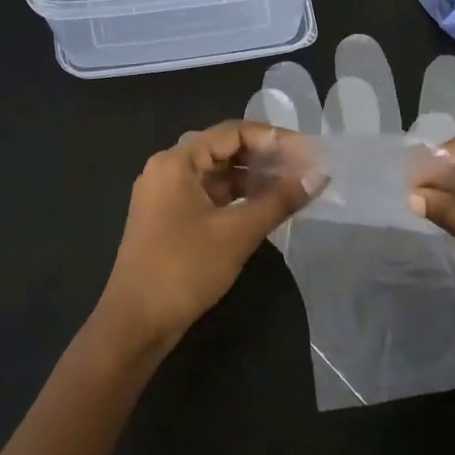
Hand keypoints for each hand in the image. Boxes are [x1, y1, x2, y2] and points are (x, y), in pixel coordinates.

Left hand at [95, 121, 320, 356]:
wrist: (136, 322)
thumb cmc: (184, 269)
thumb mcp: (237, 233)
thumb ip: (279, 200)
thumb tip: (319, 176)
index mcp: (176, 162)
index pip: (232, 132)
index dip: (274, 138)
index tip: (308, 152)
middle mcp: (167, 170)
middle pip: (223, 149)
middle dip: (265, 157)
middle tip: (305, 168)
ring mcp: (165, 195)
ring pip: (217, 174)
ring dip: (253, 178)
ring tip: (293, 186)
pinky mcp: (169, 219)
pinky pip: (209, 195)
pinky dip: (237, 197)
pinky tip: (266, 206)